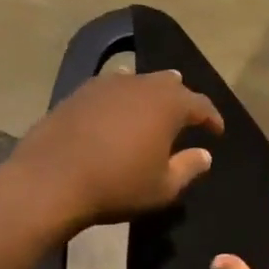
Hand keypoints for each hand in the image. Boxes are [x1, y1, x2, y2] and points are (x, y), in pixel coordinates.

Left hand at [8, 69, 223, 232]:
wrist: (51, 180)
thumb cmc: (117, 185)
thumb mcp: (162, 187)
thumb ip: (188, 167)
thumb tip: (204, 155)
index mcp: (169, 104)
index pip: (201, 104)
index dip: (212, 118)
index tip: (217, 132)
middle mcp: (142, 85)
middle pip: (170, 84)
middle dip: (182, 98)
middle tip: (187, 115)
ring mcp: (107, 84)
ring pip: (139, 81)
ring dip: (150, 94)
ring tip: (153, 107)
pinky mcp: (79, 93)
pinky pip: (111, 88)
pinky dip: (121, 97)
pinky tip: (116, 108)